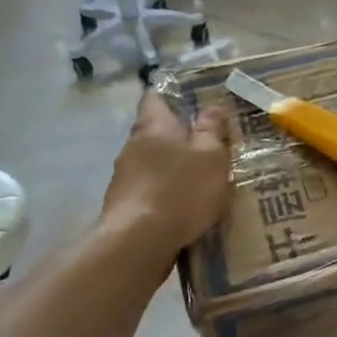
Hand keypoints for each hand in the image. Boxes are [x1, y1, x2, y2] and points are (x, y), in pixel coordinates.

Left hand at [100, 93, 232, 255]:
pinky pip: (148, 188)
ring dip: (172, 166)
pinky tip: (182, 205)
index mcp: (153, 125)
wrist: (139, 241)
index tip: (196, 101)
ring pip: (152, 161)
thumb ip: (212, 130)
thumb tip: (212, 106)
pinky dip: (164, 191)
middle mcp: (132, 145)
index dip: (175, 95)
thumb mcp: (211, 156)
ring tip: (199, 178)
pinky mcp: (123, 203)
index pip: (157, 96)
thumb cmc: (181, 190)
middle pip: (155, 130)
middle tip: (208, 143)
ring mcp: (124, 175)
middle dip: (179, 135)